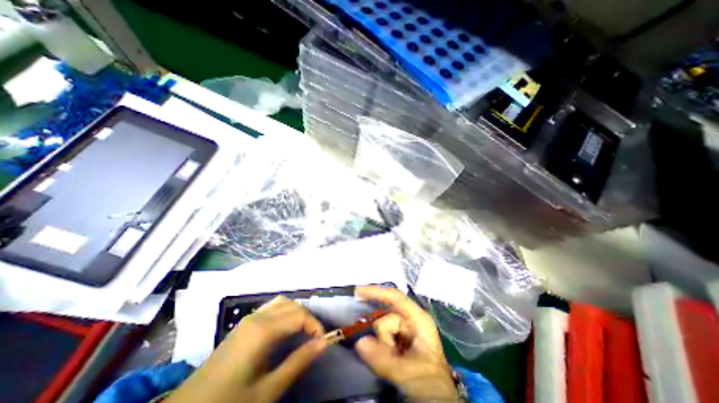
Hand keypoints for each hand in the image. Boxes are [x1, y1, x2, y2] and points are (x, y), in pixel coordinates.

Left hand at [166, 296, 326, 402]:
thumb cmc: (230, 402)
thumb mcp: (268, 390)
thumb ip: (299, 361)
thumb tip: (324, 342)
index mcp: (263, 330)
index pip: (299, 316)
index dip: (316, 326)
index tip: (323, 342)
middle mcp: (257, 317)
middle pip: (292, 305)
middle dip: (308, 318)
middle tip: (315, 338)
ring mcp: (249, 318)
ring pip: (282, 302)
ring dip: (297, 312)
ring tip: (303, 331)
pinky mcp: (244, 324)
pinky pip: (271, 307)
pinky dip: (285, 310)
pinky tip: (285, 326)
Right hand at [354, 287, 459, 398]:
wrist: (436, 400)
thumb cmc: (430, 384)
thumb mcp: (407, 372)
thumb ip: (383, 358)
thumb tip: (359, 341)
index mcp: (418, 319)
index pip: (395, 298)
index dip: (377, 292)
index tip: (357, 292)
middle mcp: (410, 321)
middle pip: (386, 317)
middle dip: (381, 335)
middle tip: (389, 353)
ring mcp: (404, 331)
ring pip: (382, 330)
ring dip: (382, 346)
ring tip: (393, 363)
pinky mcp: (398, 341)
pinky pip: (382, 338)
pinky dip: (379, 348)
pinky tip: (388, 358)